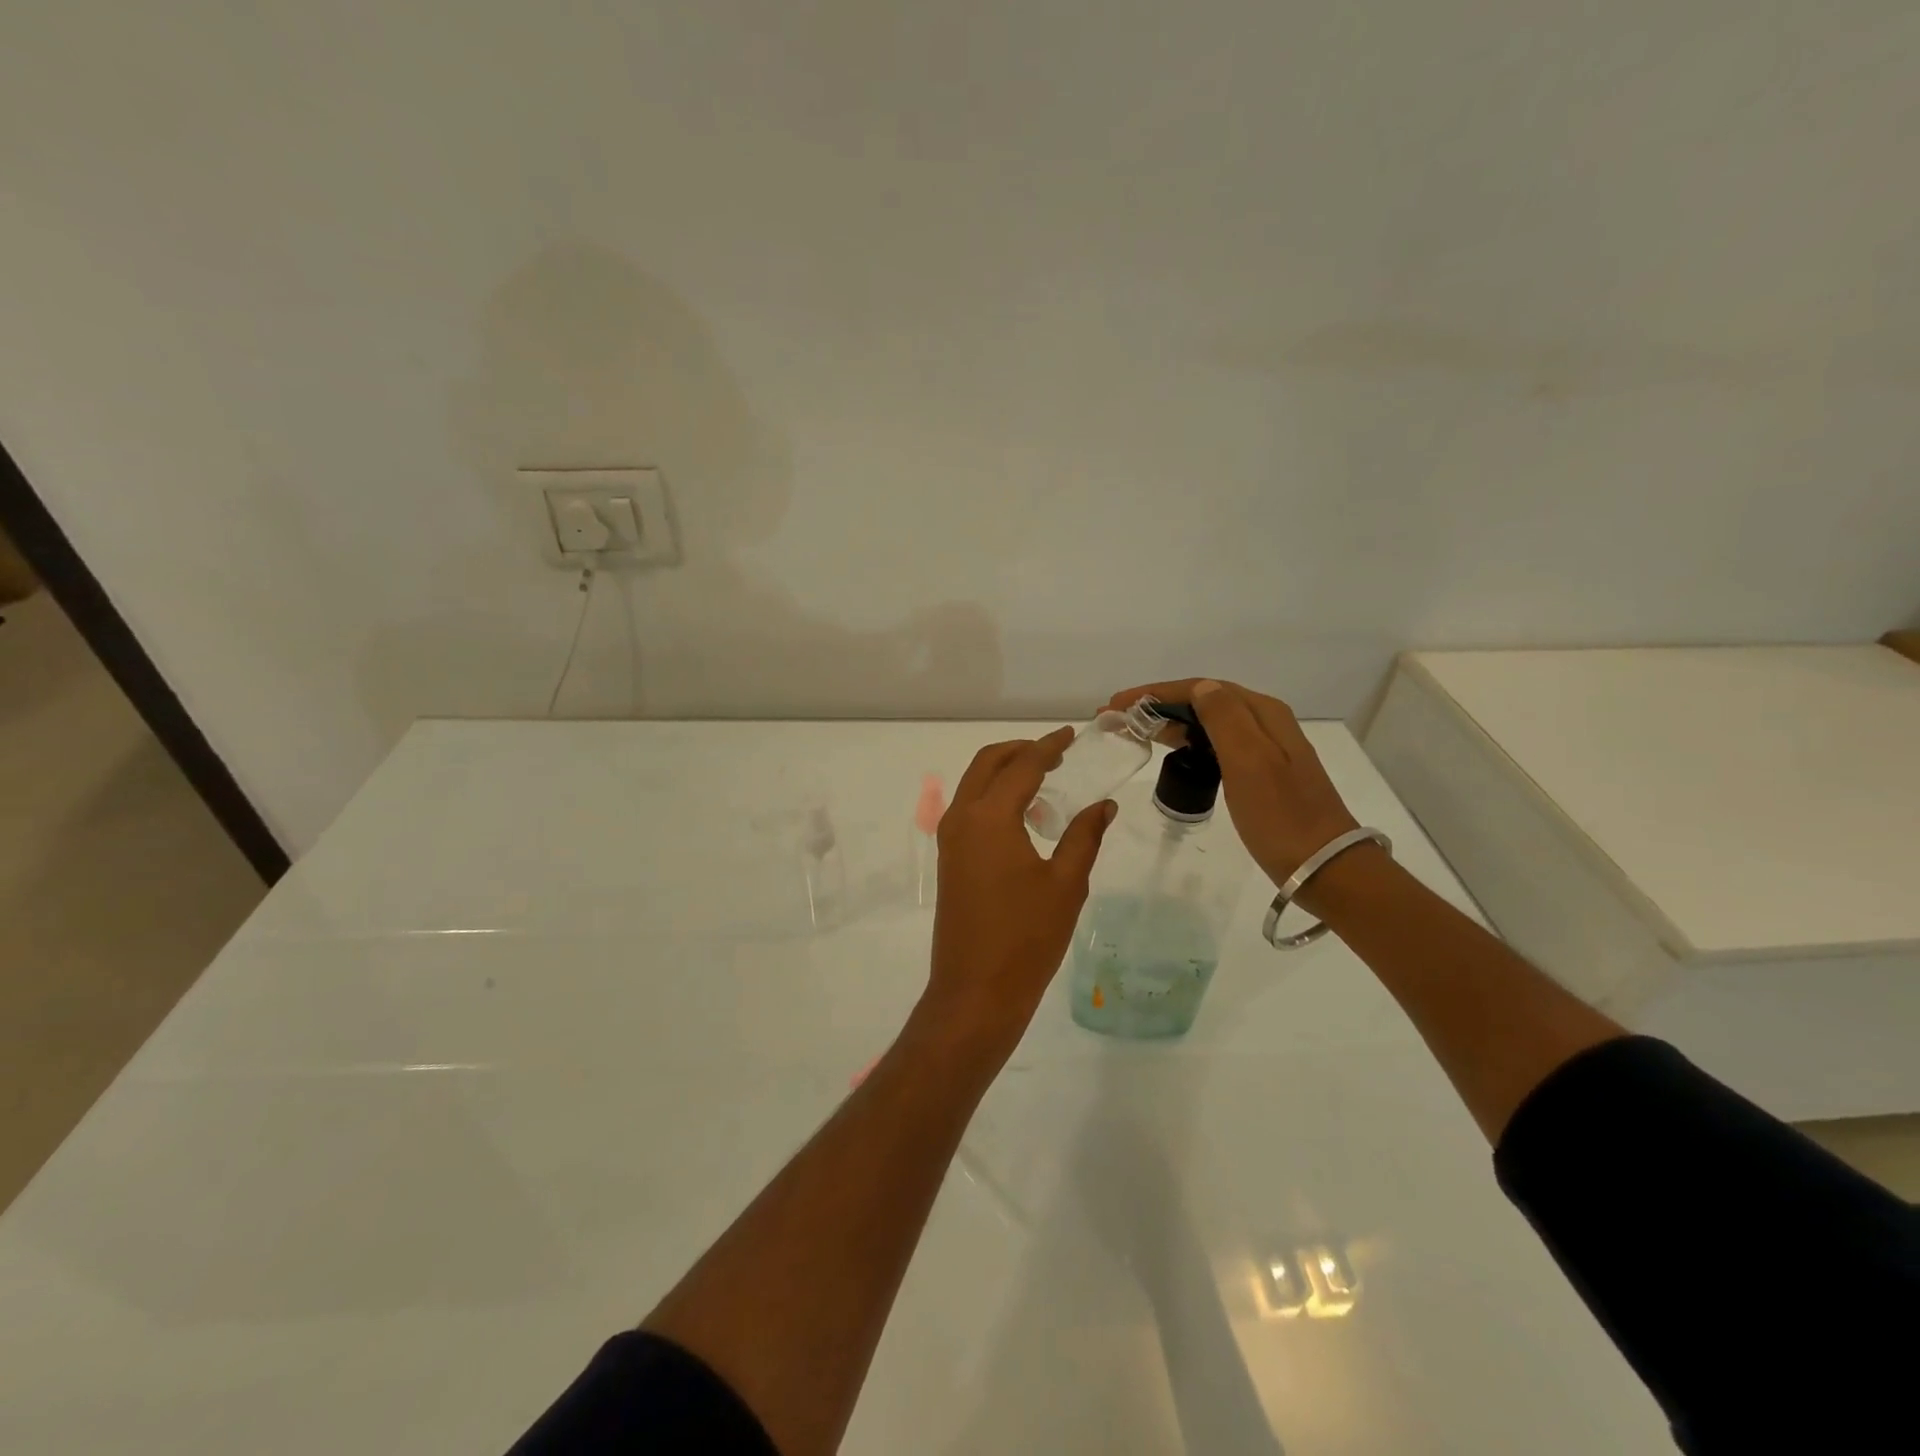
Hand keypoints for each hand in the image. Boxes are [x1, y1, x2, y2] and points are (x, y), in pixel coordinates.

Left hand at [925, 727, 1114, 1052]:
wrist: (975, 991)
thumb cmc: (1026, 938)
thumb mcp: (1066, 884)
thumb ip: (1084, 835)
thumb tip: (1103, 804)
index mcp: (990, 817)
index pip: (1022, 765)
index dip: (1048, 746)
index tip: (1071, 734)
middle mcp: (962, 818)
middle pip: (987, 763)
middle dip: (1021, 751)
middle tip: (1057, 754)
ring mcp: (950, 839)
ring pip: (974, 785)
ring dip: (1005, 773)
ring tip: (1046, 784)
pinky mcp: (950, 859)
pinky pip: (970, 809)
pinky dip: (994, 798)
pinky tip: (1026, 819)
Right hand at [1104, 679, 1359, 889]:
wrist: (1324, 867)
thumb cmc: (1281, 815)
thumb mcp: (1250, 761)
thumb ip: (1224, 718)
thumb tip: (1200, 686)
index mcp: (1263, 713)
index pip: (1201, 688)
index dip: (1156, 692)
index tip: (1117, 704)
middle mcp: (1265, 723)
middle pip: (1204, 701)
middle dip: (1159, 704)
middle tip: (1118, 718)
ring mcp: (1265, 749)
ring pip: (1209, 723)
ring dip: (1171, 722)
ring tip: (1135, 732)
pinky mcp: (1261, 774)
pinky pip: (1216, 745)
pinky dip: (1188, 742)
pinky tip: (1173, 753)